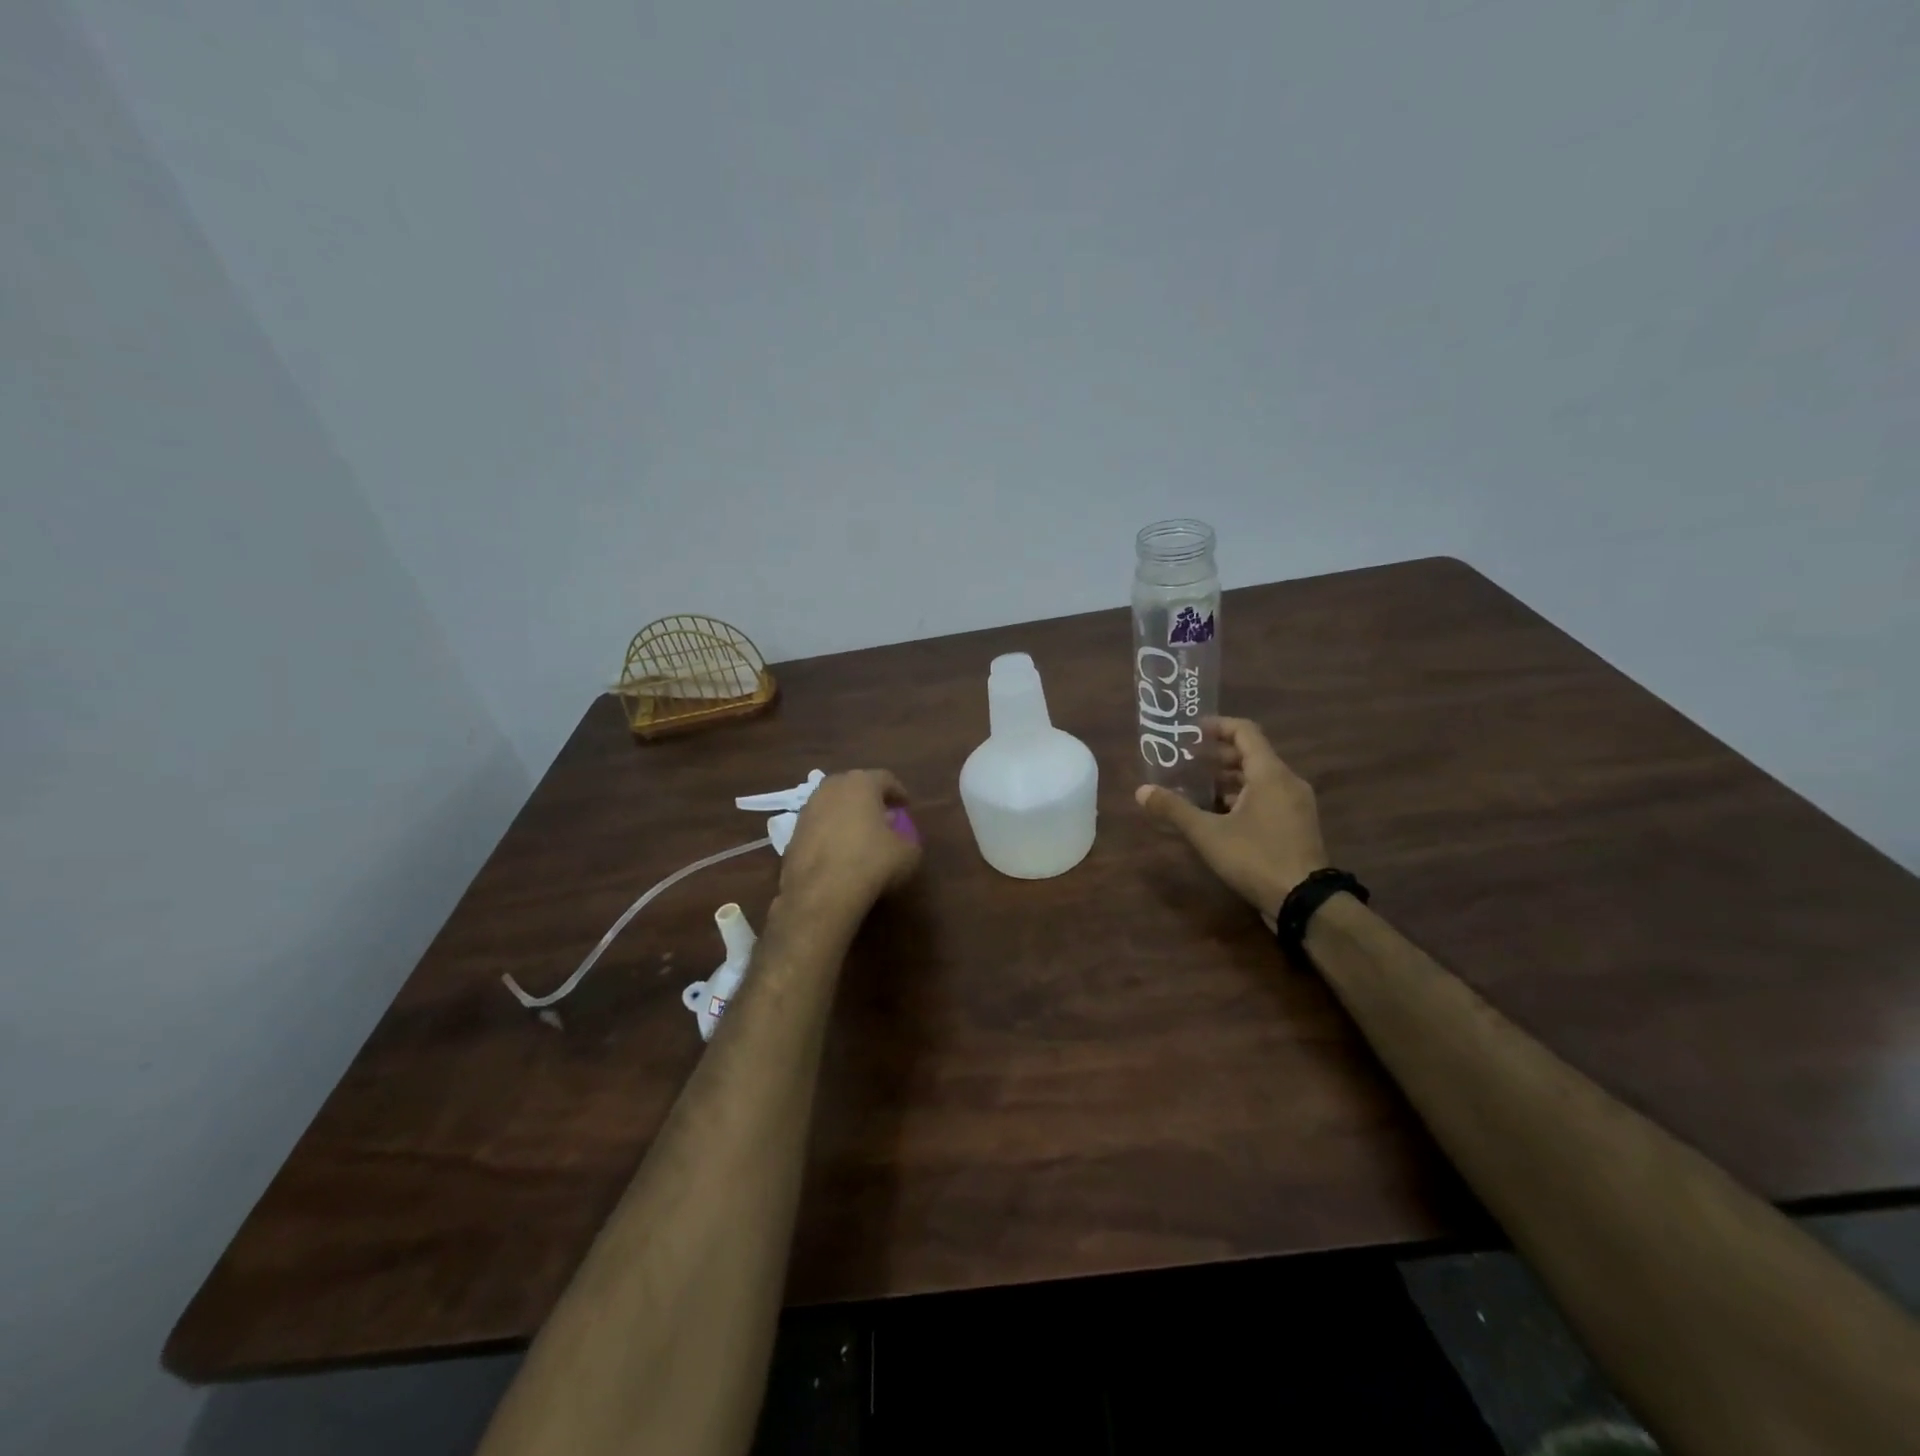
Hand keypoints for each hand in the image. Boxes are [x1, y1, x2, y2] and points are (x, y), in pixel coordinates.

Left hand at [778, 770, 922, 924]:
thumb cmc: (871, 862)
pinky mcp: (792, 835)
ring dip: (847, 817)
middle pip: (855, 788)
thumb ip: (907, 839)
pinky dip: (830, 835)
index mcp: (860, 783)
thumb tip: (900, 839)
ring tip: (860, 837)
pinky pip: (819, 828)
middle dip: (870, 801)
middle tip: (883, 818)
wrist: (821, 893)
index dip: (898, 793)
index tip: (906, 807)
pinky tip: (839, 854)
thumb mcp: (908, 853)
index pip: (885, 779)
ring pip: (833, 806)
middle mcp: (830, 788)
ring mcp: (807, 810)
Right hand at [1134, 717, 1326, 924]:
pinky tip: (1219, 814)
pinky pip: (1267, 798)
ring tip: (1197, 787)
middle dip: (1218, 755)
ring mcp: (1296, 804)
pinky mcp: (1297, 825)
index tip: (1192, 730)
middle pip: (1252, 755)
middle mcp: (1287, 782)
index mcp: (1270, 773)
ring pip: (1259, 779)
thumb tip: (1141, 791)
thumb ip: (1174, 809)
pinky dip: (1243, 797)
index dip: (1218, 726)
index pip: (1245, 732)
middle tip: (1187, 760)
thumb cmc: (1255, 857)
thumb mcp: (1208, 833)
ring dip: (1229, 779)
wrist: (1304, 901)